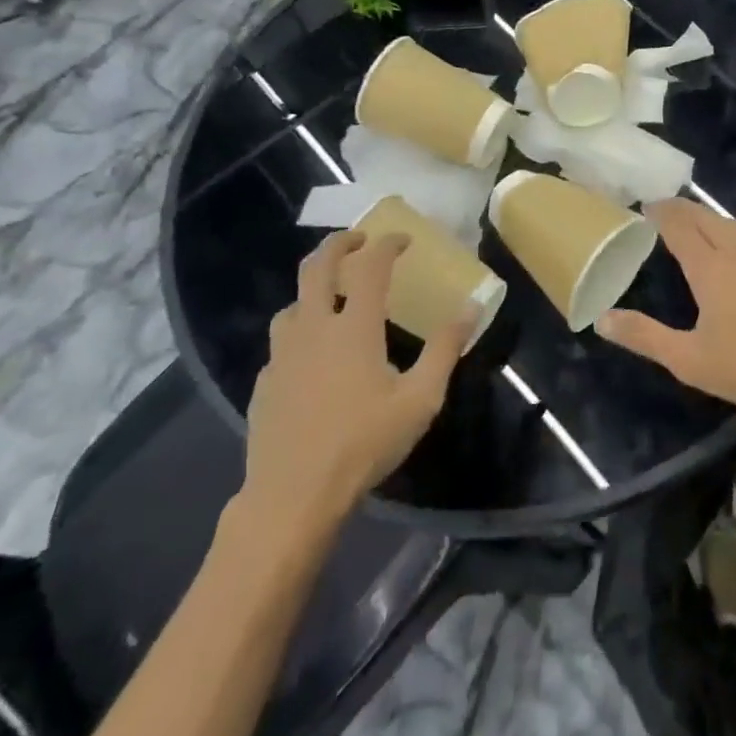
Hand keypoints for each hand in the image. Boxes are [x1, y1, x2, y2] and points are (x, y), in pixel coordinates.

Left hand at [240, 232, 470, 536]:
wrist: (292, 496)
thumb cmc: (364, 443)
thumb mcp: (420, 399)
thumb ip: (445, 349)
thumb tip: (471, 308)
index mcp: (354, 326)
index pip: (369, 266)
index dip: (387, 244)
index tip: (403, 240)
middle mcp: (313, 328)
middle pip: (316, 266)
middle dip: (339, 244)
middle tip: (359, 241)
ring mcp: (282, 354)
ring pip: (292, 303)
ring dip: (313, 288)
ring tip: (332, 297)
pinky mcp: (264, 382)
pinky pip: (281, 342)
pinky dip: (299, 331)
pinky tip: (311, 356)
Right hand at [597, 200, 735, 415]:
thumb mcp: (688, 359)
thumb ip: (644, 337)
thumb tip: (602, 320)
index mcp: (710, 268)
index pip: (680, 226)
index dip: (661, 213)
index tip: (646, 205)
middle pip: (707, 217)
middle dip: (683, 208)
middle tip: (664, 207)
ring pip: (733, 224)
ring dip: (709, 217)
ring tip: (696, 222)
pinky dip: (733, 232)